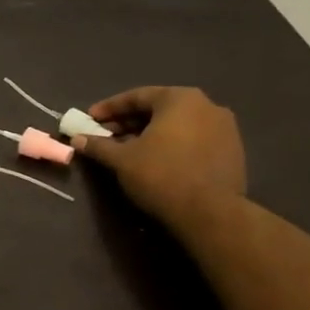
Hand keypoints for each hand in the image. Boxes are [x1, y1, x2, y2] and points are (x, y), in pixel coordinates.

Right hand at [76, 86, 245, 226]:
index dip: (109, 108)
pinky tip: (156, 161)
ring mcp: (225, 128)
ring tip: (128, 150)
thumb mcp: (121, 159)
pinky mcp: (232, 150)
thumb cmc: (161, 175)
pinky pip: (193, 139)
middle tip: (106, 135)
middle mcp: (207, 105)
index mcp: (180, 99)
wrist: (210, 212)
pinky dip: (171, 144)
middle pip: (159, 109)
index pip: (137, 96)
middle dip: (129, 122)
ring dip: (150, 134)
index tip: (90, 119)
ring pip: (177, 124)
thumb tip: (77, 139)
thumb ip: (98, 145)